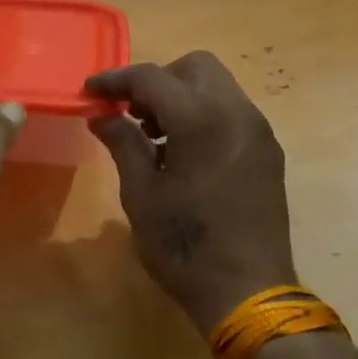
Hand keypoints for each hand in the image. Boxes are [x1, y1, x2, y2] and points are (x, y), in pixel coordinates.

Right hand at [86, 52, 296, 333]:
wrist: (249, 291)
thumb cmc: (185, 245)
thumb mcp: (141, 194)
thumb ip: (122, 143)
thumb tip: (102, 115)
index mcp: (201, 119)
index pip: (152, 77)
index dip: (115, 80)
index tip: (89, 91)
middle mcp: (237, 112)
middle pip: (194, 67)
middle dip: (157, 81)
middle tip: (131, 114)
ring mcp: (258, 131)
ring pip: (217, 87)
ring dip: (182, 97)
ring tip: (155, 138)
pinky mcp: (268, 151)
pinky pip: (232, 112)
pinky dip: (204, 115)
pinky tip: (184, 154)